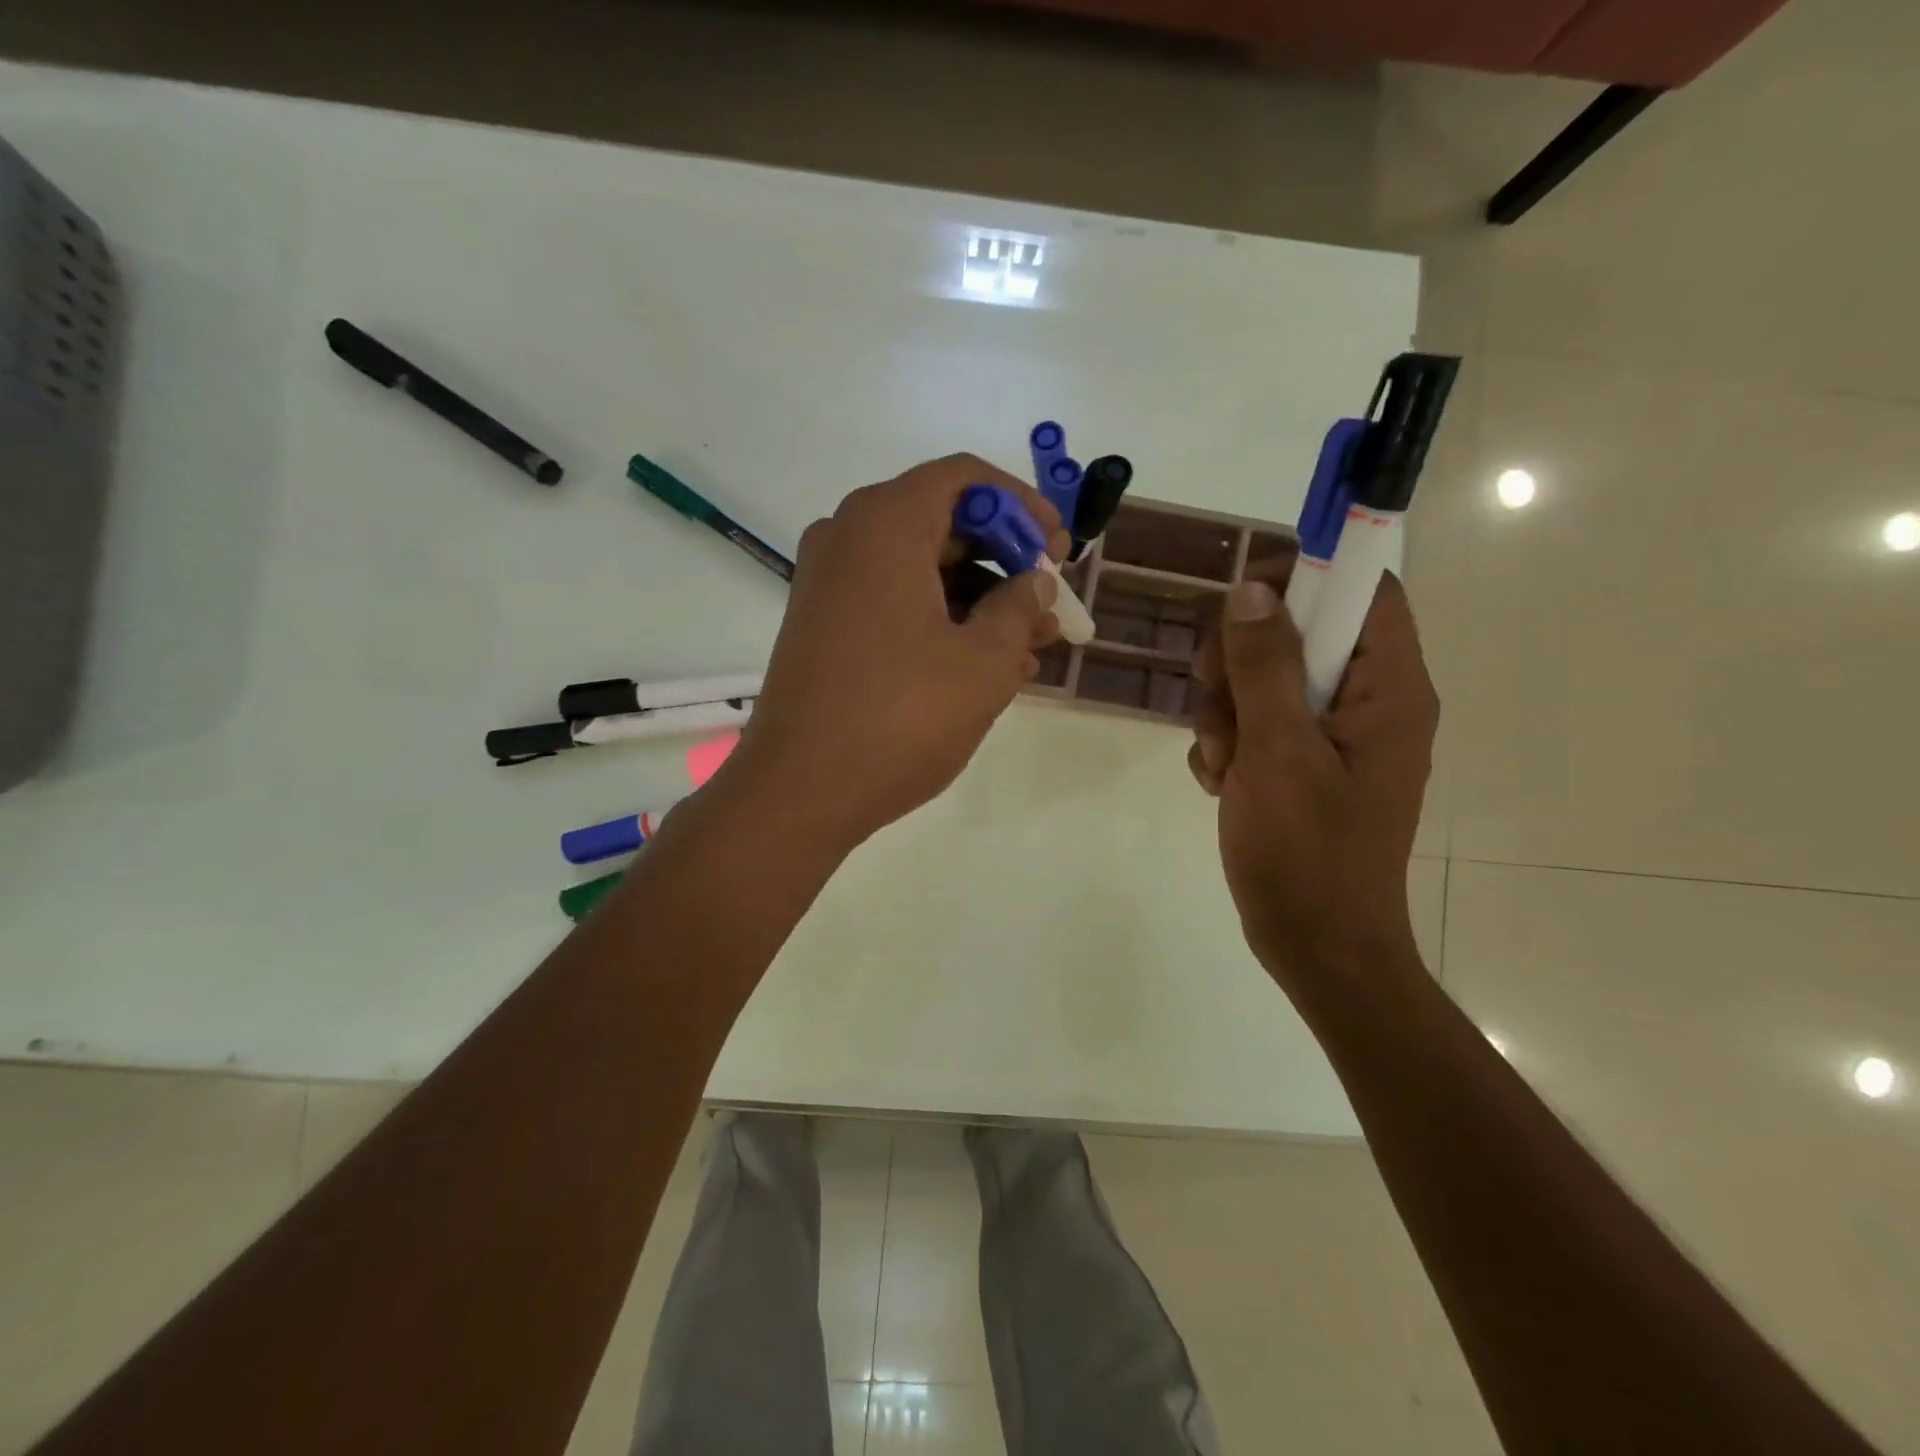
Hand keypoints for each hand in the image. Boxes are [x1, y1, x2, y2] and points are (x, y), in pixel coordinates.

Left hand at [726, 454, 1067, 847]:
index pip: (966, 480)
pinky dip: (940, 621)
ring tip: (1030, 647)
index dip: (1023, 506)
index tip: (1059, 548)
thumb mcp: (983, 662)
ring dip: (979, 600)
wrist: (801, 791)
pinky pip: (894, 603)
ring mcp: (828, 584)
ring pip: (921, 569)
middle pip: (943, 523)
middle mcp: (847, 538)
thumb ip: (1020, 609)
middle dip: (1005, 561)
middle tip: (1049, 603)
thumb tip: (1035, 583)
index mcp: (884, 524)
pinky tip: (985, 666)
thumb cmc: (901, 717)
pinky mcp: (823, 626)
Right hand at [1188, 562, 1438, 1005]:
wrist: (1316, 946)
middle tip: (1213, 697)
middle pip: (1301, 632)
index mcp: (1388, 690)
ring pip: (1267, 681)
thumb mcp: (1277, 751)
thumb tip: (1252, 590)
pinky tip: (1221, 783)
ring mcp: (1335, 737)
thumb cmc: (1306, 852)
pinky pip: (1259, 724)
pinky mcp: (1306, 765)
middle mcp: (1369, 703)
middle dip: (1242, 662)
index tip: (1239, 601)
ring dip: (1226, 712)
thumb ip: (1264, 666)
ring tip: (1220, 764)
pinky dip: (1231, 745)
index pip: (1364, 591)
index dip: (1305, 577)